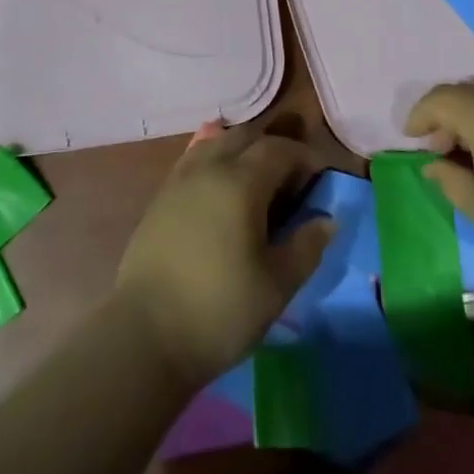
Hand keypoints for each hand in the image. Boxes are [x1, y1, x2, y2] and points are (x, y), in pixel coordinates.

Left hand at [113, 125, 332, 387]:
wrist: (145, 336)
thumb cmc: (220, 311)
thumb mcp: (277, 286)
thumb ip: (307, 247)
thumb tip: (327, 219)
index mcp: (241, 182)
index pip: (279, 149)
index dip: (303, 158)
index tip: (318, 182)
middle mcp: (209, 167)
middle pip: (247, 137)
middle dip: (273, 150)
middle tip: (289, 185)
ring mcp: (180, 179)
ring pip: (217, 143)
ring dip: (242, 152)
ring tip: (256, 187)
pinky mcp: (160, 197)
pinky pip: (194, 160)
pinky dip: (215, 163)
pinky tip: (221, 192)